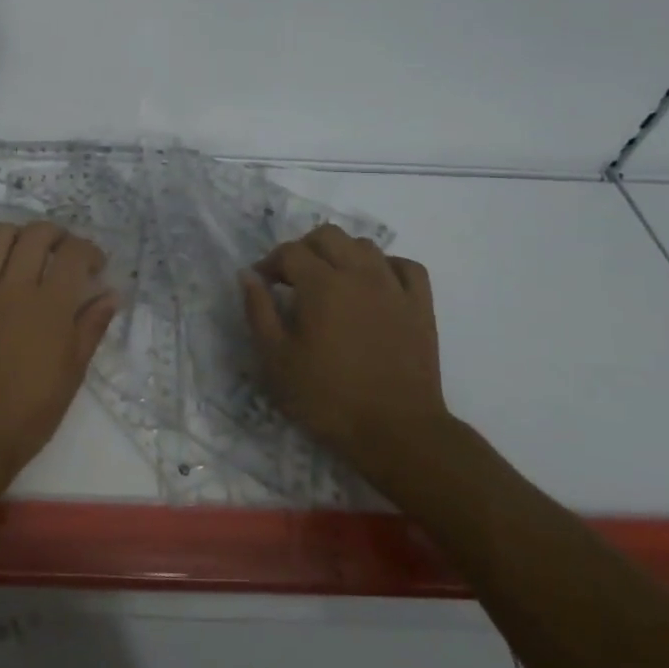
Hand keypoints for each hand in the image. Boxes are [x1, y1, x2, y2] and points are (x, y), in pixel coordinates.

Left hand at [0, 221, 118, 502]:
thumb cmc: (30, 412)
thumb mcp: (72, 373)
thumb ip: (91, 327)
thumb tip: (110, 295)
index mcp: (49, 306)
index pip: (74, 253)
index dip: (90, 250)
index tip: (95, 265)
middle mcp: (13, 288)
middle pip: (35, 234)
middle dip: (56, 234)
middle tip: (64, 252)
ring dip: (16, 236)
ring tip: (26, 254)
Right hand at [240, 226, 449, 480]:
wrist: (396, 431)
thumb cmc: (327, 398)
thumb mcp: (276, 359)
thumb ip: (259, 311)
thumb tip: (248, 275)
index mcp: (322, 285)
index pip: (290, 252)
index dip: (270, 263)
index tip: (262, 284)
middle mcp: (359, 275)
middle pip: (329, 236)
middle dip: (304, 249)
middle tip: (292, 278)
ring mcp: (395, 288)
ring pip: (365, 246)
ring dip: (342, 254)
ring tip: (330, 281)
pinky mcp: (421, 307)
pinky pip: (406, 267)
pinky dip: (386, 267)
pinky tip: (375, 285)